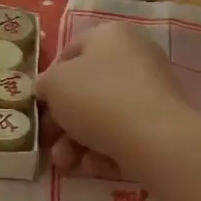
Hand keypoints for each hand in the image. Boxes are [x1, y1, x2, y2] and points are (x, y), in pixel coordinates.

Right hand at [37, 22, 199, 175]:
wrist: (153, 139)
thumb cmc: (96, 98)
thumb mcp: (54, 84)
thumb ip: (45, 84)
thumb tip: (48, 91)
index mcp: (111, 35)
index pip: (70, 53)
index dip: (49, 81)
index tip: (40, 106)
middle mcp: (135, 57)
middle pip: (86, 90)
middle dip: (62, 122)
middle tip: (48, 142)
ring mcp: (151, 92)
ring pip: (103, 117)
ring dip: (77, 143)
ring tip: (66, 163)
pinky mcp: (161, 124)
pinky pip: (123, 135)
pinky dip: (105, 150)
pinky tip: (95, 165)